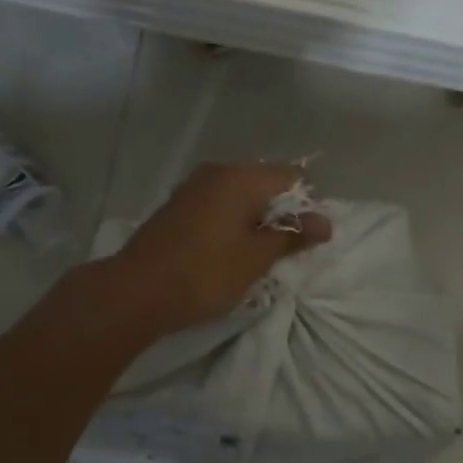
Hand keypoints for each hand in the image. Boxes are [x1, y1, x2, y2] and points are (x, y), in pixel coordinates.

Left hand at [104, 163, 332, 337]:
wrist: (136, 291)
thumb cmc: (205, 273)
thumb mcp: (257, 258)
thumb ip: (292, 235)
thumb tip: (325, 222)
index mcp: (242, 177)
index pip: (294, 177)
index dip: (309, 205)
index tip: (307, 239)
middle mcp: (218, 171)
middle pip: (267, 182)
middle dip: (282, 212)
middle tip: (285, 251)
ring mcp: (194, 186)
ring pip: (241, 194)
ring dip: (256, 219)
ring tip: (258, 254)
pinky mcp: (178, 204)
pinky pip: (219, 204)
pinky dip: (233, 221)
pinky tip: (229, 250)